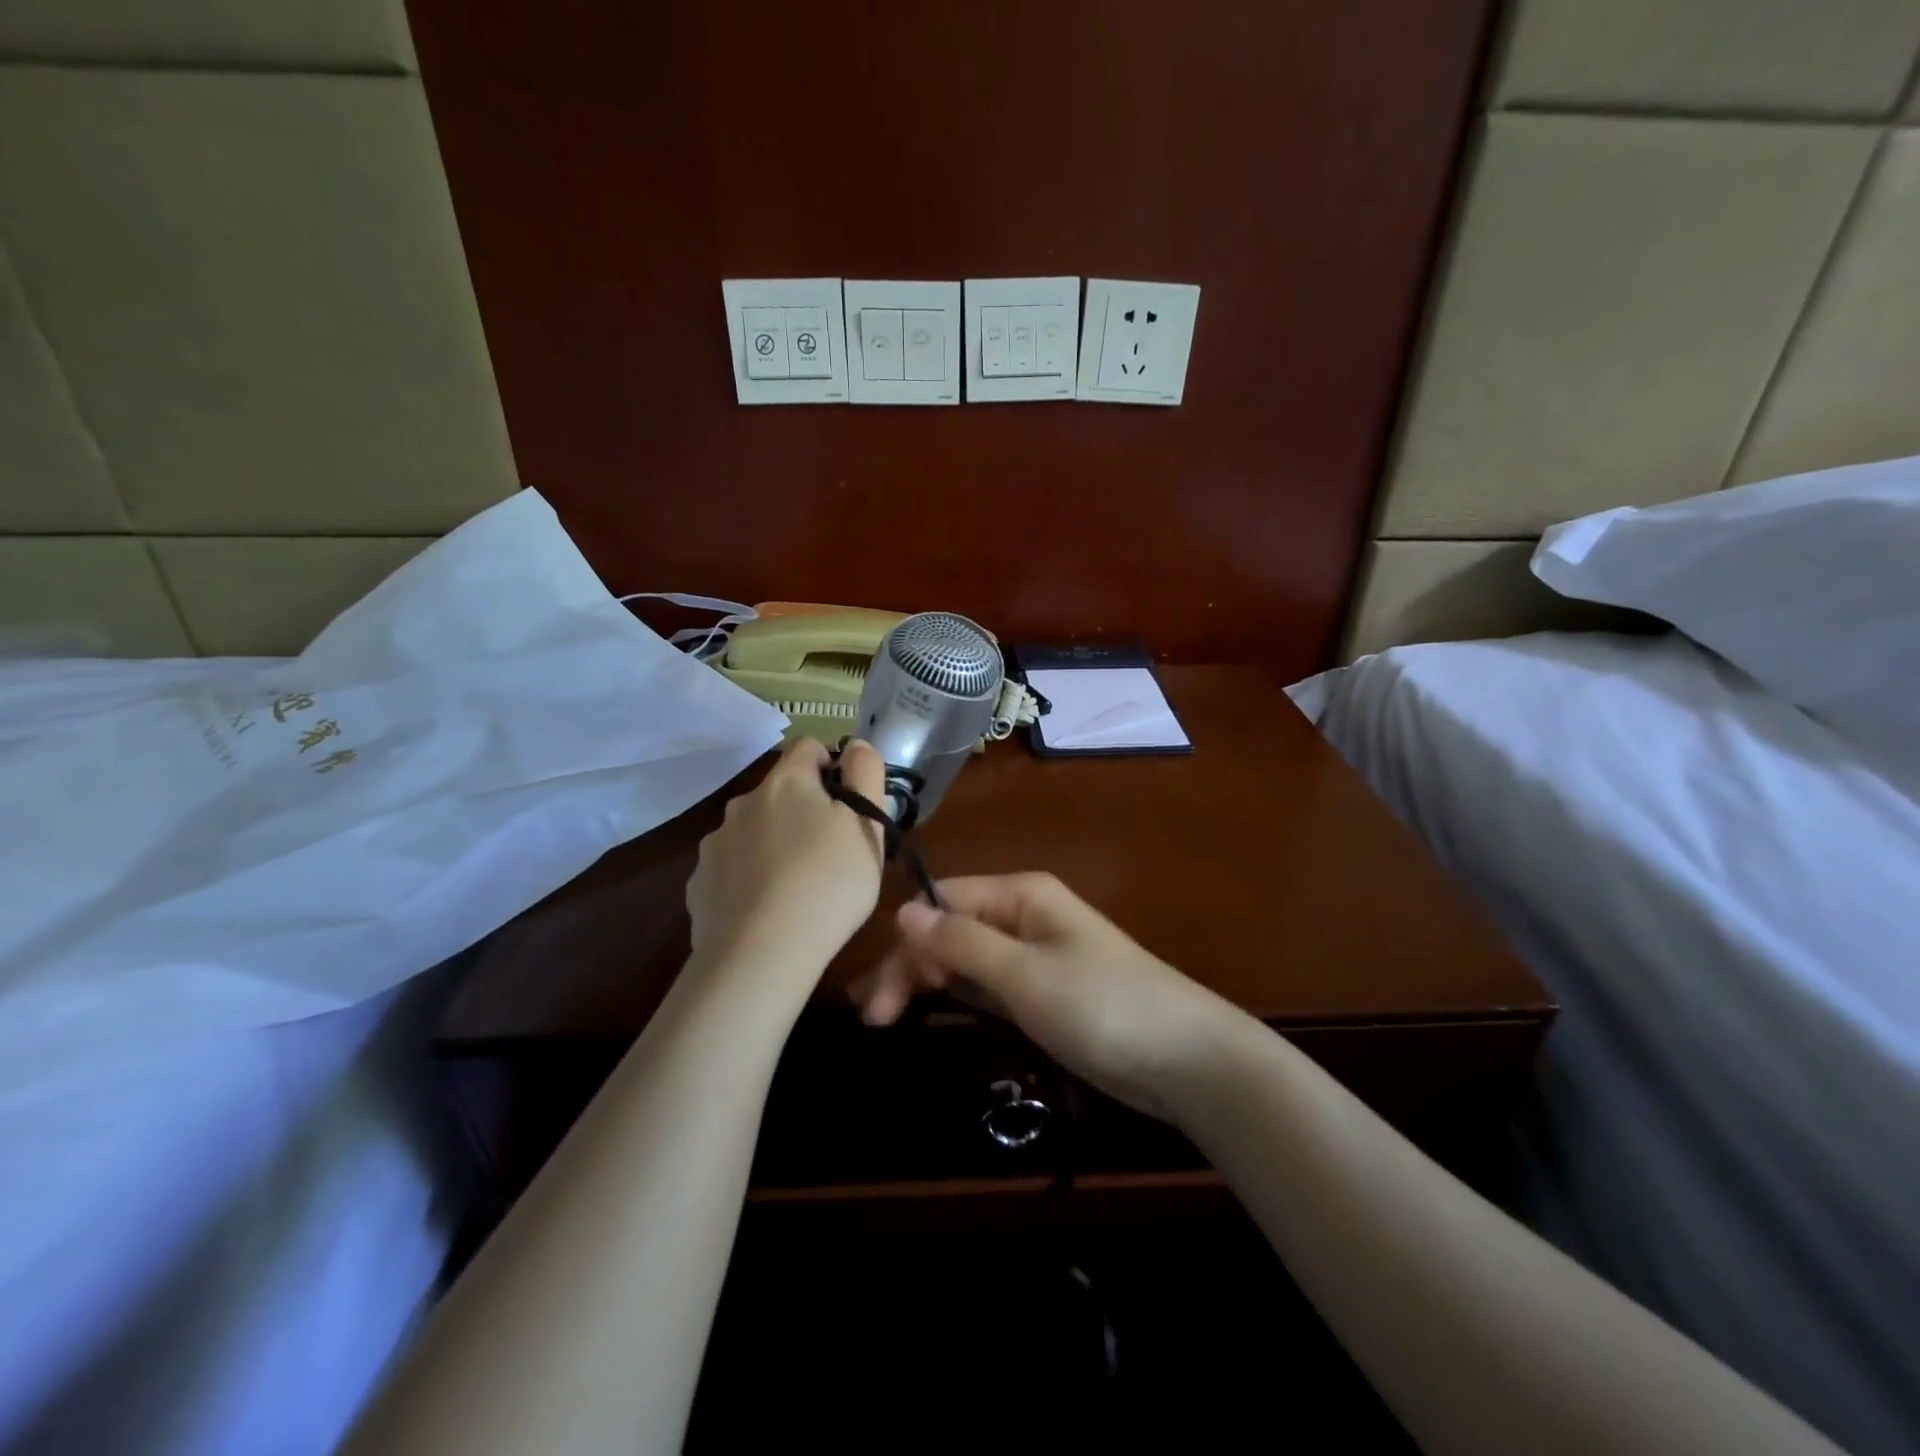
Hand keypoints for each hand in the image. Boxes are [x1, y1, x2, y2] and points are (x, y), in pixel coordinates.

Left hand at [685, 737, 887, 988]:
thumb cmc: (828, 884)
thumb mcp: (867, 827)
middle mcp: (743, 803)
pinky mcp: (699, 884)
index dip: (832, 767)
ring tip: (796, 887)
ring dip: (774, 843)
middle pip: (780, 792)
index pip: (808, 747)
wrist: (760, 956)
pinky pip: (732, 868)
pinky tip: (765, 910)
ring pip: (753, 830)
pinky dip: (748, 878)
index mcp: (786, 783)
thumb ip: (866, 774)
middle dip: (804, 811)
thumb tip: (855, 744)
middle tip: (830, 852)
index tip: (848, 805)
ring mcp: (715, 844)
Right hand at [850, 873, 1241, 1123]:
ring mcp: (1034, 953)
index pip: (943, 902)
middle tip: (872, 1019)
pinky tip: (930, 1008)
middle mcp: (1023, 914)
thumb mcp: (1025, 974)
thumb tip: (902, 911)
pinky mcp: (1043, 990)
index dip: (905, 942)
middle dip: (910, 966)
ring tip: (884, 1018)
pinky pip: (987, 982)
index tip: (874, 995)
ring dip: (926, 981)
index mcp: (1020, 894)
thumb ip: (962, 943)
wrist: (1186, 1059)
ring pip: (964, 957)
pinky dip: (957, 994)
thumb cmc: (1103, 1006)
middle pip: (949, 929)